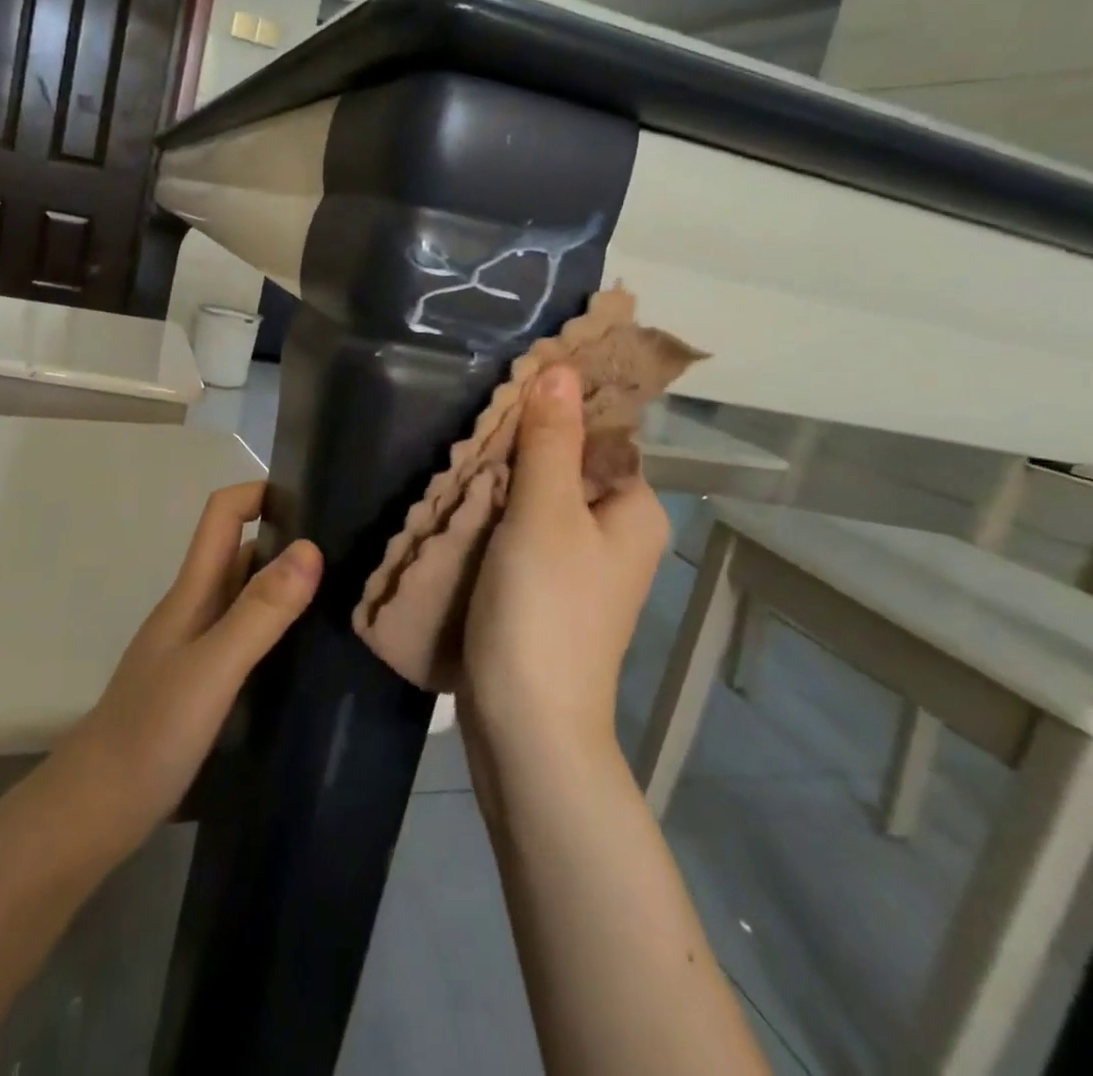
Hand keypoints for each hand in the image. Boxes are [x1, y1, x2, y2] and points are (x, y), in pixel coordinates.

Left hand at [57, 482, 320, 837]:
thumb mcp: (212, 667)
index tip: (314, 499)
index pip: (222, 514)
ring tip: (343, 597)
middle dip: (287, 538)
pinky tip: (309, 654)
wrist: (95, 811)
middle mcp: (195, 608)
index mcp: (192, 591)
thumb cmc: (151, 731)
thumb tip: (310, 548)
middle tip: (349, 551)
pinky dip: (278, 630)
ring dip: (286, 586)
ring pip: (246, 596)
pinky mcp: (203, 683)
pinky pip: (247, 637)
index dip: (261, 493)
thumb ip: (259, 611)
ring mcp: (197, 647)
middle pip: (240, 551)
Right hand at [460, 366, 670, 767]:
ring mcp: (579, 564)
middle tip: (471, 422)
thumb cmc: (544, 610)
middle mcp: (615, 533)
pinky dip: (494, 513)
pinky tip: (460, 499)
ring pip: (538, 498)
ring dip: (501, 478)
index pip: (601, 432)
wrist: (525, 724)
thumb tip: (560, 368)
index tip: (509, 384)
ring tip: (458, 453)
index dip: (558, 405)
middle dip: (521, 443)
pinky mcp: (544, 587)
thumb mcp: (545, 514)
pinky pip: (521, 531)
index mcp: (634, 509)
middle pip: (567, 463)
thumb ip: (551, 441)